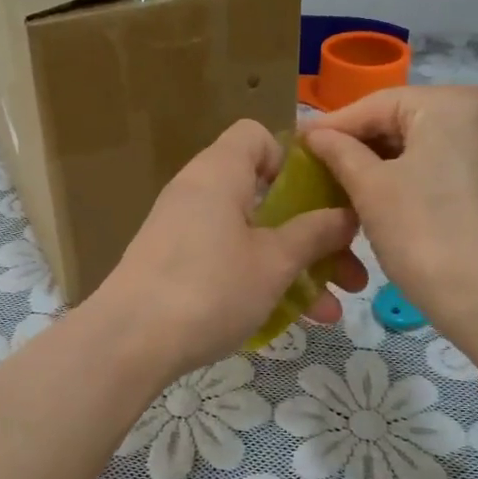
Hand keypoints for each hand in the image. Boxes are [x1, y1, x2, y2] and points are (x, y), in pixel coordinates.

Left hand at [92, 120, 366, 376]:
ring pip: (251, 236)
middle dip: (313, 233)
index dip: (294, 159)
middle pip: (265, 196)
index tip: (321, 198)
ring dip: (294, 268)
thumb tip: (345, 214)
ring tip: (331, 312)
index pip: (257, 136)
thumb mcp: (274, 263)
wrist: (128, 342)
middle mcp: (198, 193)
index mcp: (219, 173)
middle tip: (349, 271)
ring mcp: (182, 231)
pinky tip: (290, 321)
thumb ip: (314, 234)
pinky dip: (258, 281)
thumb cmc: (210, 288)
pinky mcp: (173, 266)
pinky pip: (227, 261)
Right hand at [304, 86, 477, 333]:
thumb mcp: (371, 188)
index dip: (331, 126)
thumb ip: (338, 152)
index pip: (375, 104)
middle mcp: (475, 114)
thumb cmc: (425, 234)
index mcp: (450, 103)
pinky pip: (432, 166)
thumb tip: (312, 133)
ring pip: (413, 146)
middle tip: (311, 170)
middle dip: (354, 146)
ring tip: (334, 187)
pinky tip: (370, 200)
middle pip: (397, 121)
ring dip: (373, 166)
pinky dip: (400, 179)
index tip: (294, 145)